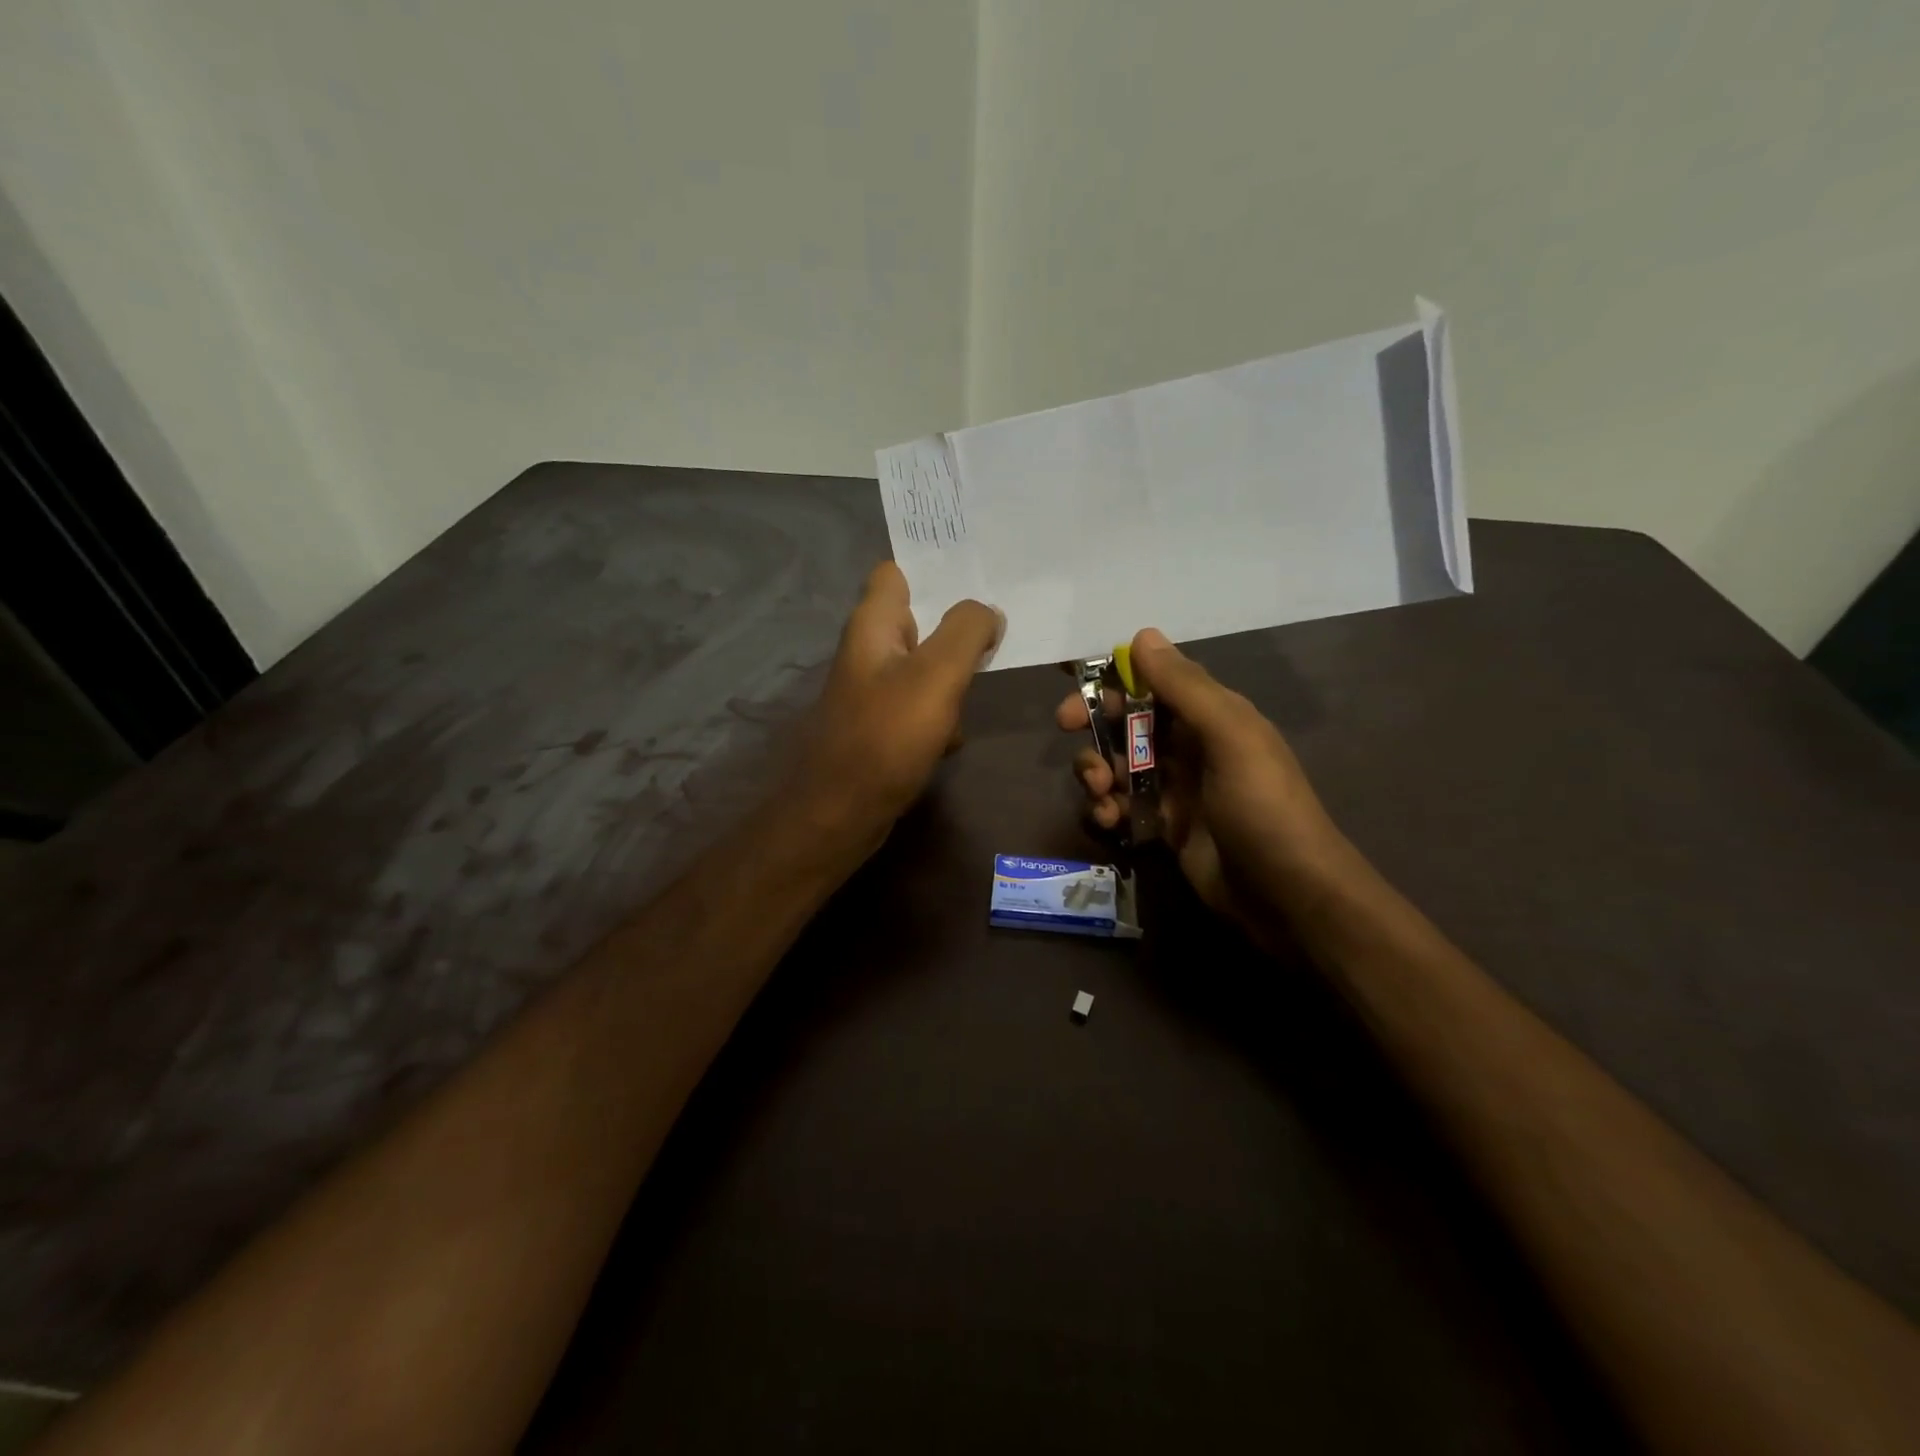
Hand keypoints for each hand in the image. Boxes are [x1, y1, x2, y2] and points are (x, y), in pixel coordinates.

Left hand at [802, 562, 1001, 849]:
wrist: (842, 812)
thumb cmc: (887, 737)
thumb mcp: (936, 675)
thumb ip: (966, 632)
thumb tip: (988, 611)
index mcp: (874, 625)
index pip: (898, 571)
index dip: (936, 566)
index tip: (981, 569)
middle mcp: (870, 650)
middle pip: (921, 618)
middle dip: (960, 621)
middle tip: (1005, 621)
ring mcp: (875, 690)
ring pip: (927, 664)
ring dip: (956, 672)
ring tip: (992, 673)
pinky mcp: (883, 725)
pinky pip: (923, 704)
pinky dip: (942, 713)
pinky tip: (955, 734)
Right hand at [1056, 629, 1344, 940]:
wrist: (1288, 895)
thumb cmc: (1262, 807)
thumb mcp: (1230, 737)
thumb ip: (1185, 687)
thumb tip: (1142, 635)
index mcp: (1209, 716)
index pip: (1152, 683)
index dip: (1111, 684)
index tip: (1075, 693)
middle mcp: (1189, 746)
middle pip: (1126, 723)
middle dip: (1095, 727)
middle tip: (1070, 732)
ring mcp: (1174, 788)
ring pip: (1118, 764)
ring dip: (1097, 771)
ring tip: (1102, 793)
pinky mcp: (1163, 827)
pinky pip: (1122, 805)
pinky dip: (1106, 808)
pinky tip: (1109, 820)